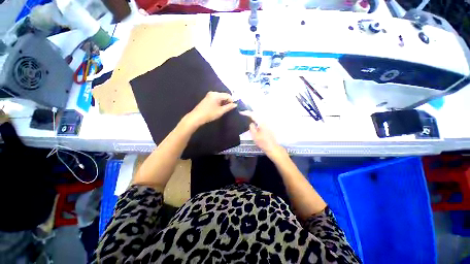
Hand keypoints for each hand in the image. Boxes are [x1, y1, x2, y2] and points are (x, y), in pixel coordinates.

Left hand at [186, 91, 236, 126]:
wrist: (196, 117)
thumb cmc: (209, 114)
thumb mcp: (220, 111)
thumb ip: (228, 107)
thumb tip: (235, 104)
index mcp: (216, 95)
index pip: (227, 95)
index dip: (232, 101)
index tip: (234, 107)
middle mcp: (213, 93)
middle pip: (224, 95)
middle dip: (227, 101)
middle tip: (230, 108)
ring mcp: (209, 95)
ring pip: (220, 97)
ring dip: (223, 102)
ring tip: (225, 109)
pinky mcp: (207, 98)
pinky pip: (216, 98)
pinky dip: (219, 102)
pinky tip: (219, 108)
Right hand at [242, 112, 285, 158]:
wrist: (272, 147)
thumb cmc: (263, 142)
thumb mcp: (254, 136)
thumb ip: (251, 127)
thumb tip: (251, 123)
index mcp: (261, 122)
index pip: (253, 115)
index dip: (246, 113)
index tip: (241, 112)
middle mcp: (265, 121)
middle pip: (256, 114)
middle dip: (250, 113)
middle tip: (243, 113)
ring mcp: (267, 123)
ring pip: (259, 117)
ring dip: (253, 116)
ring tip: (247, 116)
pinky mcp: (268, 126)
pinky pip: (260, 120)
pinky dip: (256, 119)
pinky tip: (253, 121)